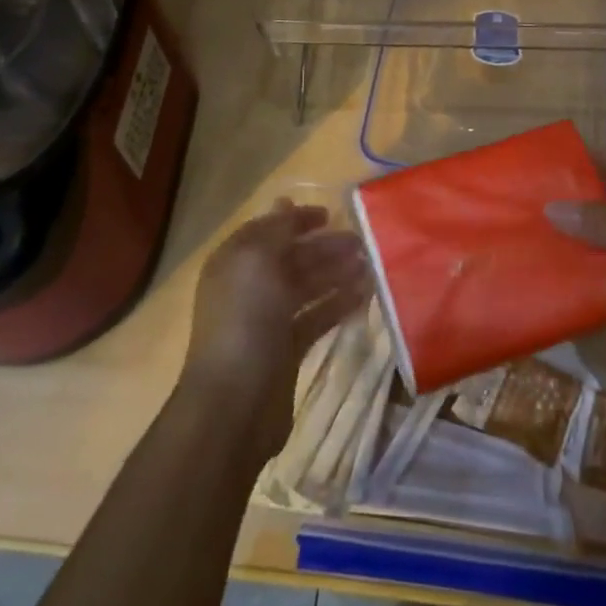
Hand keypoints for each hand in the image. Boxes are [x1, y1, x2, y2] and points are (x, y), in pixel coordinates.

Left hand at [178, 202, 370, 461]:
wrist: (235, 403)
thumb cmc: (245, 320)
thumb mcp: (257, 261)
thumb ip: (276, 230)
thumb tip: (285, 202)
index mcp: (235, 261)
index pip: (268, 230)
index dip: (296, 219)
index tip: (330, 214)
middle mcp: (249, 287)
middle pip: (291, 258)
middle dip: (324, 247)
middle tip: (362, 241)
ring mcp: (267, 320)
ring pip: (306, 287)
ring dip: (336, 273)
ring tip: (370, 265)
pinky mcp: (287, 350)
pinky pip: (316, 318)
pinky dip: (338, 305)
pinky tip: (364, 296)